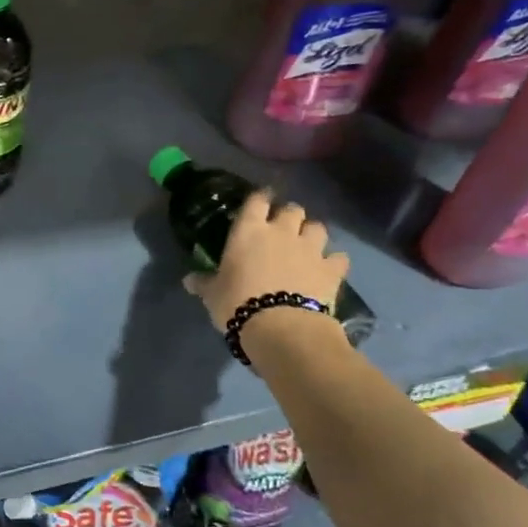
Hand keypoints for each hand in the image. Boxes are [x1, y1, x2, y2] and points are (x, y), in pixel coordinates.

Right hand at [183, 188, 349, 332]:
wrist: (281, 328)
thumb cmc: (238, 304)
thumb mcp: (213, 295)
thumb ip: (204, 283)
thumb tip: (188, 280)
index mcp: (249, 231)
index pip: (256, 200)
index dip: (259, 198)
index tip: (260, 202)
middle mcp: (282, 231)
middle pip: (292, 209)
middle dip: (289, 216)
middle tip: (283, 229)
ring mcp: (310, 249)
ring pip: (318, 227)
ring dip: (312, 233)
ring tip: (307, 246)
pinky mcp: (332, 270)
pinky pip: (339, 258)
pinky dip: (334, 261)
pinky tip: (329, 269)